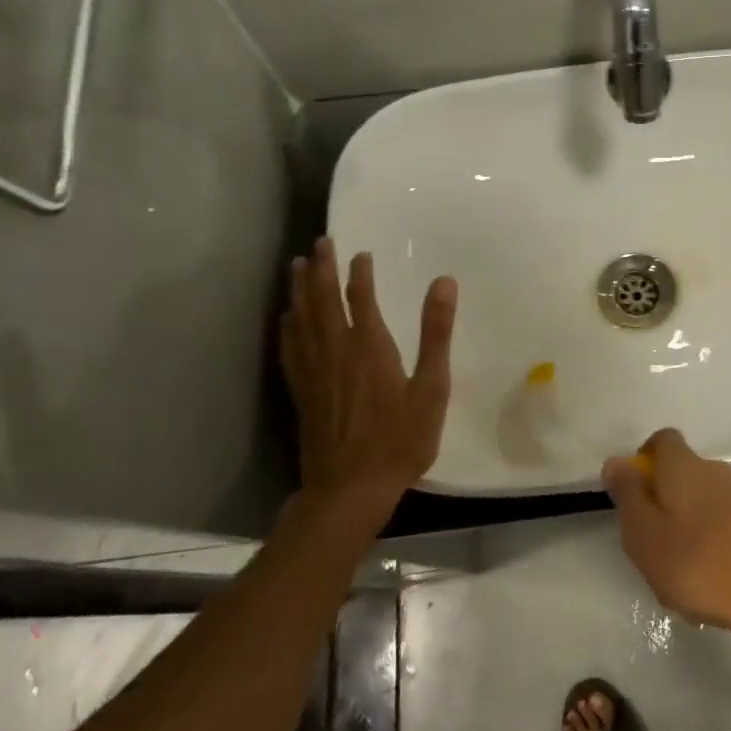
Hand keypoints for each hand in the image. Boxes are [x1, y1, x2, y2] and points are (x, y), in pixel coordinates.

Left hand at [279, 238, 456, 523]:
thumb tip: (444, 282)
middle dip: (322, 269)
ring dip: (300, 289)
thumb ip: (436, 333)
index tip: (360, 253)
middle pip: (323, 300)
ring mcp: (313, 372)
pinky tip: (286, 317)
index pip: (361, 297)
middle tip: (320, 242)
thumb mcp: (431, 388)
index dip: (359, 272)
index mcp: (369, 347)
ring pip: (301, 319)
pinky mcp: (301, 391)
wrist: (350, 489)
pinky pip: (290, 347)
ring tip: (297, 265)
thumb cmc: (400, 439)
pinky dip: (287, 326)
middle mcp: (336, 351)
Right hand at [601, 428, 730, 642]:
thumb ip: (628, 497)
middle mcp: (716, 471)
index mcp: (683, 467)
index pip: (662, 440)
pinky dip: (716, 546)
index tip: (633, 494)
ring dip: (690, 528)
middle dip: (664, 502)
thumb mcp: (646, 536)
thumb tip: (615, 460)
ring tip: (682, 575)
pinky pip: (729, 527)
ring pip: (706, 503)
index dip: (644, 459)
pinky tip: (715, 584)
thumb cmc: (703, 563)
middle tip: (651, 546)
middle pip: (683, 473)